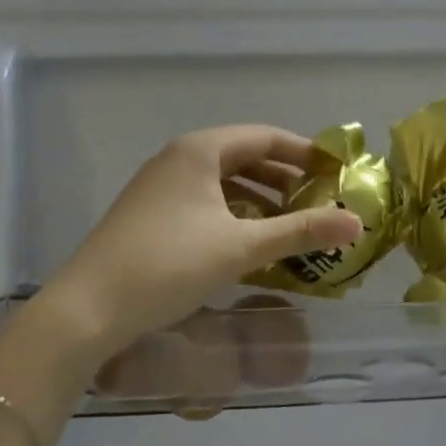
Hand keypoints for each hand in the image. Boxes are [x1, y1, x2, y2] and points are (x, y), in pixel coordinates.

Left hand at [38, 126, 360, 370]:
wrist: (89, 307)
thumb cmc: (169, 265)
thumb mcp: (242, 247)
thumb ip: (300, 231)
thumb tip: (357, 223)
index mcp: (199, 151)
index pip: (265, 137)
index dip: (305, 153)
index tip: (337, 171)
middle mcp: (178, 160)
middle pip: (244, 157)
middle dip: (285, 178)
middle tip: (320, 202)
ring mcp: (160, 187)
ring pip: (224, 182)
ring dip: (261, 199)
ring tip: (292, 224)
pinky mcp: (151, 215)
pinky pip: (205, 203)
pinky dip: (235, 215)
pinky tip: (251, 242)